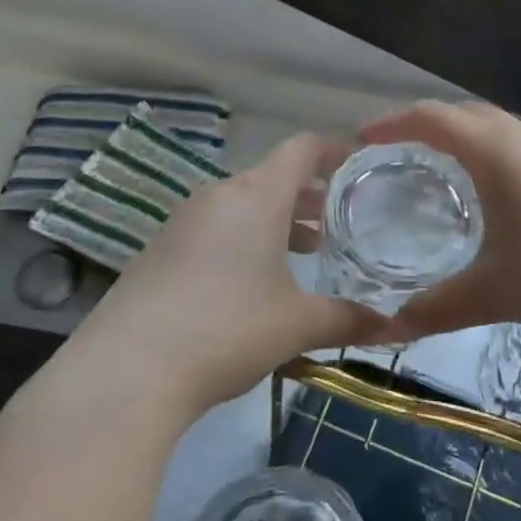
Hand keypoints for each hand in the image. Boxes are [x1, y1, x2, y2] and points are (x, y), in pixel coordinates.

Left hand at [55, 134, 391, 419]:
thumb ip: (348, 319)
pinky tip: (252, 281)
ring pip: (242, 203)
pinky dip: (243, 237)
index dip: (334, 150)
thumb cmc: (227, 329)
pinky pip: (214, 227)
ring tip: (306, 250)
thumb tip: (395, 327)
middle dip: (310, 195)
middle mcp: (219, 195)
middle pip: (273, 176)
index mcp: (257, 195)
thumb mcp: (297, 325)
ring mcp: (183, 220)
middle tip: (341, 220)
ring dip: (277, 219)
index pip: (302, 148)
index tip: (359, 165)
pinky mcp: (159, 249)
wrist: (125, 372)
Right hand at [363, 102, 520, 345]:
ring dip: (461, 139)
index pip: (432, 117)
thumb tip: (388, 328)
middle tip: (393, 156)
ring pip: (496, 128)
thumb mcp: (498, 292)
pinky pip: (519, 145)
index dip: (392, 122)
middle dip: (423, 126)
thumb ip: (439, 307)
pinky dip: (490, 154)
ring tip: (436, 173)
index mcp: (497, 150)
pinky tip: (494, 195)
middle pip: (463, 114)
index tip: (362, 138)